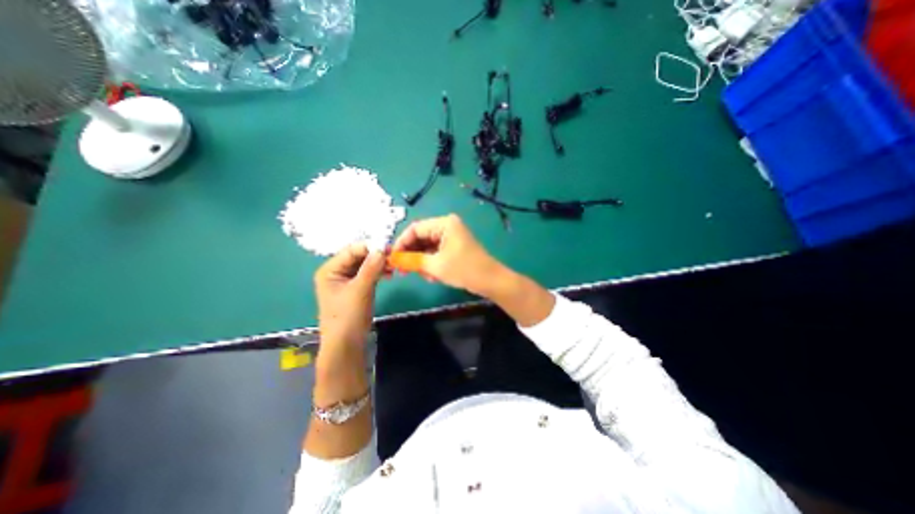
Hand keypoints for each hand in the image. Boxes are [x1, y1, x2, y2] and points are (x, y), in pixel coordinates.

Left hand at [316, 243, 385, 350]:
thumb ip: (371, 267)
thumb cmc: (348, 316)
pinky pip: (368, 274)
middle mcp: (337, 272)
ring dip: (379, 264)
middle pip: (359, 257)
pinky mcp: (356, 288)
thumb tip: (382, 248)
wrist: (346, 343)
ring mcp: (347, 280)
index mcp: (330, 270)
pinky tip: (389, 274)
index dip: (370, 247)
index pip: (351, 250)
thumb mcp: (360, 289)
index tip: (389, 247)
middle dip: (376, 256)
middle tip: (394, 256)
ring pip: (365, 265)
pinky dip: (379, 272)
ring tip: (394, 266)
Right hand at [393, 215, 506, 298]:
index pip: (415, 228)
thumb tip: (394, 259)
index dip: (402, 243)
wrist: (490, 281)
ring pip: (427, 247)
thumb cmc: (464, 269)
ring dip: (422, 261)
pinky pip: (436, 252)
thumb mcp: (435, 265)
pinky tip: (432, 276)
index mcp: (444, 223)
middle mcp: (447, 226)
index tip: (393, 258)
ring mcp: (451, 237)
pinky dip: (431, 263)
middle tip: (403, 270)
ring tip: (424, 275)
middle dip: (412, 254)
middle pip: (421, 237)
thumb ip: (413, 260)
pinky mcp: (454, 247)